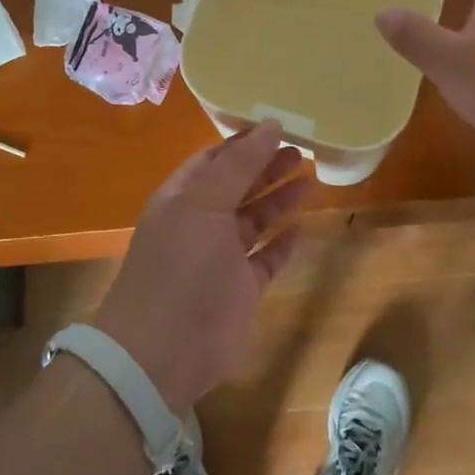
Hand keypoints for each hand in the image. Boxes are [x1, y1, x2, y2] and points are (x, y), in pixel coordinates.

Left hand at [91, 121, 310, 417]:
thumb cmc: (181, 264)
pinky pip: (266, 259)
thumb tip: (271, 124)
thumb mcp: (204, 203)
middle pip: (238, 186)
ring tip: (310, 177)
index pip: (214, 159)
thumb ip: (239, 164)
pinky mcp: (241, 290)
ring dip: (279, 199)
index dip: (244, 143)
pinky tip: (302, 227)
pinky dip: (282, 243)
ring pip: (254, 220)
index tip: (278, 127)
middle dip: (266, 167)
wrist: (163, 350)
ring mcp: (221, 259)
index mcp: (182, 198)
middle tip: (302, 150)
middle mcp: (200, 224)